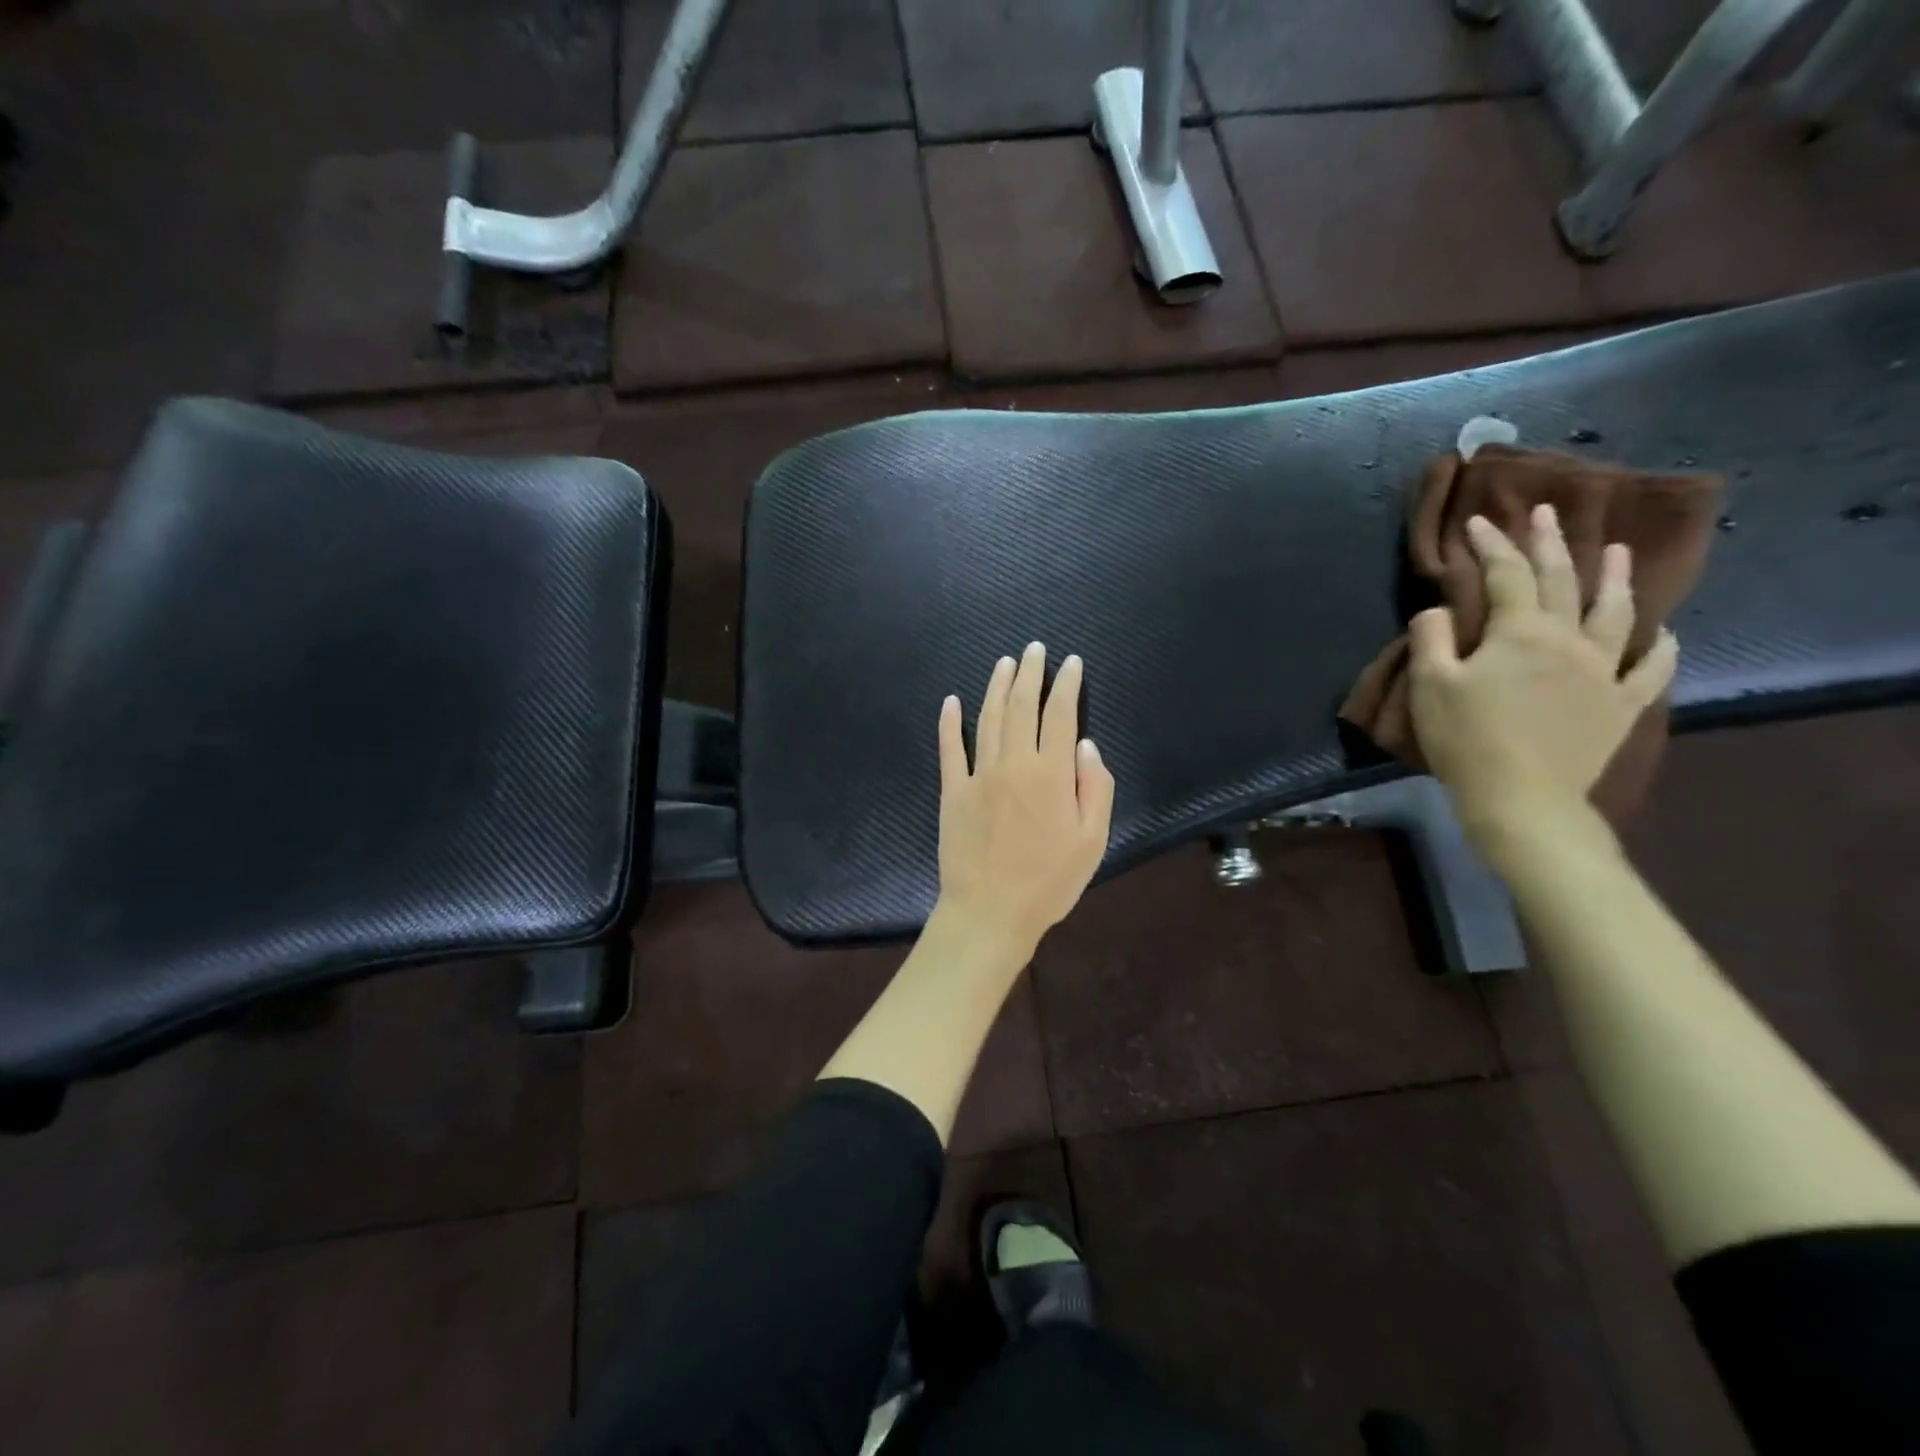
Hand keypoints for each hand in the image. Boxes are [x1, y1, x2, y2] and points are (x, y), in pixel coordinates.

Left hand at [936, 642, 1115, 961]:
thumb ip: (1094, 787)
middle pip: (1021, 706)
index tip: (1072, 663)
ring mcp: (978, 775)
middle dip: (1030, 673)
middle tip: (1034, 649)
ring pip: (987, 718)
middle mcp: (1013, 763)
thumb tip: (1085, 744)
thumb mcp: (1092, 841)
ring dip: (997, 686)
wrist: (989, 912)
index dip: (1067, 685)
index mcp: (1051, 774)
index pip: (1060, 715)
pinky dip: (949, 722)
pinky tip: (952, 701)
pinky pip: (949, 748)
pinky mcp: (952, 791)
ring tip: (1005, 663)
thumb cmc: (1048, 882)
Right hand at [1409, 504, 1678, 837]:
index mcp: (1519, 632)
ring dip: (1615, 579)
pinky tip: (1663, 634)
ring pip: (1616, 614)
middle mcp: (1568, 640)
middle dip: (1551, 544)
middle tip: (1548, 513)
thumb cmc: (1466, 738)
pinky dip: (1660, 648)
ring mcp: (1603, 672)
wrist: (1521, 796)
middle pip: (1563, 581)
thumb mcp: (1430, 685)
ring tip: (1618, 551)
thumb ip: (1432, 638)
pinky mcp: (1620, 706)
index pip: (1505, 575)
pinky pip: (1650, 670)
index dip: (1491, 545)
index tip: (1479, 521)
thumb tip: (1439, 609)